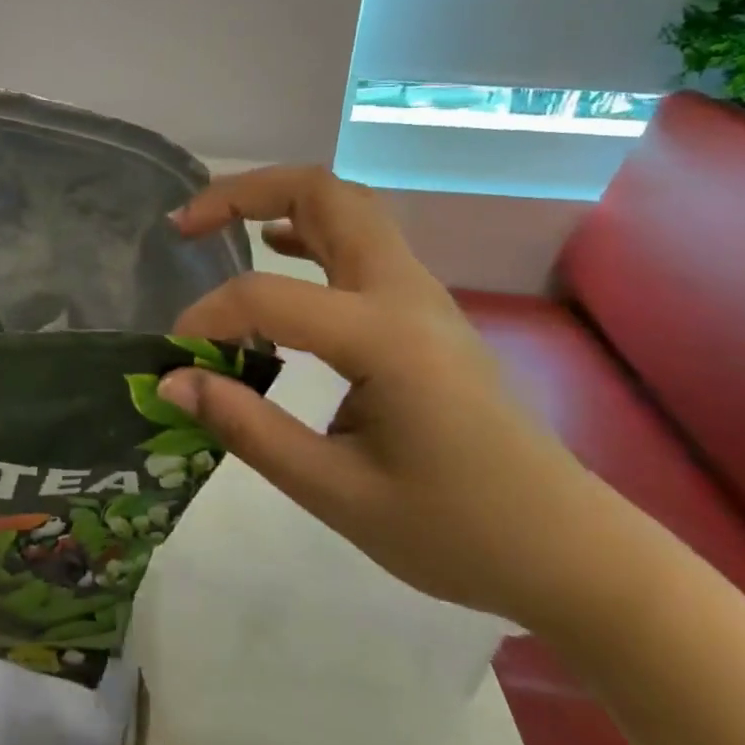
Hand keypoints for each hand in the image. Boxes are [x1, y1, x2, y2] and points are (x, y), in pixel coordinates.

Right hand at [157, 166, 633, 631]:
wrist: (570, 553)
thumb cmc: (457, 532)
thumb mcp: (337, 493)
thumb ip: (248, 428)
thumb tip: (173, 382)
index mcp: (384, 336)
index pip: (267, 297)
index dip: (207, 317)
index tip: (175, 356)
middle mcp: (404, 293)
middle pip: (323, 193)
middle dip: (243, 192)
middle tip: (185, 225)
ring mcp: (421, 295)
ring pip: (345, 207)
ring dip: (276, 200)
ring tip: (217, 228)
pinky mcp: (424, 311)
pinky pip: (360, 241)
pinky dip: (307, 230)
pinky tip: (278, 250)